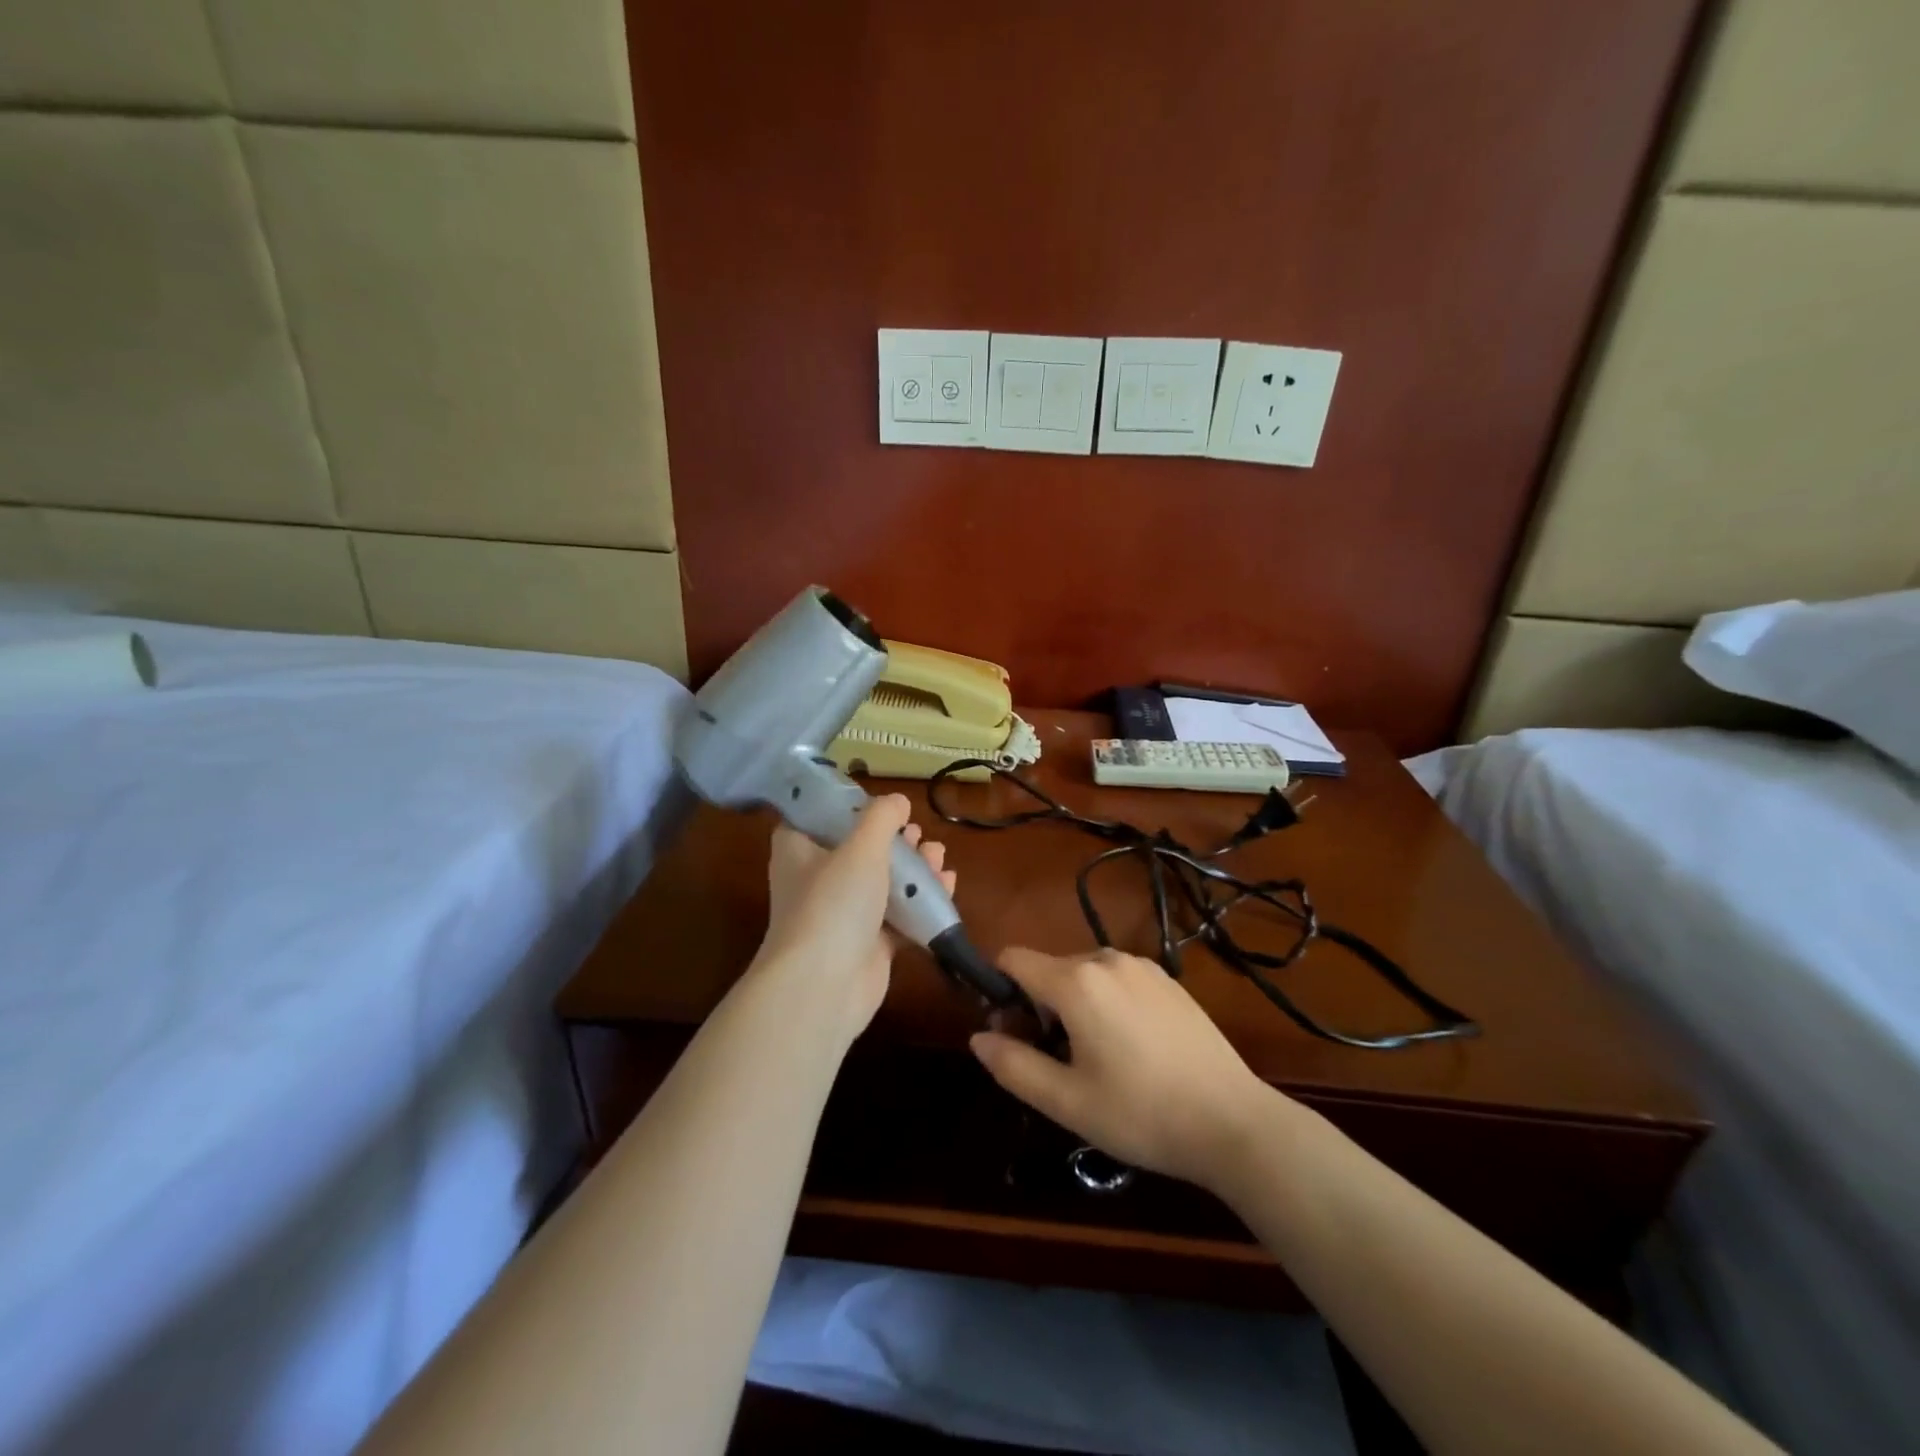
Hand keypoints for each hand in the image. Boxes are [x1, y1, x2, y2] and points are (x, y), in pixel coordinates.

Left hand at [756, 793, 955, 1043]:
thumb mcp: (860, 847)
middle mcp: (816, 879)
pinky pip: (899, 914)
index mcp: (798, 850)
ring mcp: (842, 914)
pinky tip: (947, 885)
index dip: (845, 806)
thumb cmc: (833, 904)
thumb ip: (881, 818)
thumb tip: (898, 800)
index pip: (814, 817)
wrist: (825, 987)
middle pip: (858, 848)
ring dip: (914, 867)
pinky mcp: (868, 943)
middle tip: (918, 832)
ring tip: (939, 856)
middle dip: (894, 839)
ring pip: (883, 881)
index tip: (876, 802)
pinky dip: (921, 901)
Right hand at [969, 947, 1276, 1189]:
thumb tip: (979, 1037)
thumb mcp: (1066, 1101)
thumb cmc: (1141, 1114)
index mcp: (1076, 981)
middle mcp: (1107, 958)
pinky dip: (1107, 1002)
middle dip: (1038, 1004)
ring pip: (1084, 974)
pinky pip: (1117, 979)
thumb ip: (1012, 1065)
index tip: (1011, 1033)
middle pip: (1049, 968)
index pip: (1013, 958)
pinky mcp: (1168, 979)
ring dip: (1074, 1005)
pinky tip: (1133, 1049)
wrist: (1233, 1121)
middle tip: (1055, 1060)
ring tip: (1097, 1059)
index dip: (999, 990)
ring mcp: (1142, 965)